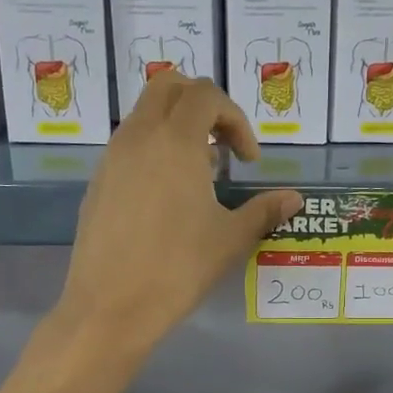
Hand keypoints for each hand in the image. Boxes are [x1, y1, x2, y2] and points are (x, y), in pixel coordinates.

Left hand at [59, 74, 300, 356]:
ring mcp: (112, 158)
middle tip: (223, 145)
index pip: (206, 95)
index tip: (248, 160)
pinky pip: (128, 145)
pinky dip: (153, 150)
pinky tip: (167, 197)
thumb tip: (294, 199)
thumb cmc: (178, 268)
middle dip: (202, 104)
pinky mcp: (98, 182)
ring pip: (145, 114)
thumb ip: (264, 210)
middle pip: (169, 86)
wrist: (111, 306)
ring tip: (199, 175)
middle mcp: (139, 137)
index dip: (236, 118)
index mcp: (175, 141)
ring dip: (176, 127)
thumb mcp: (230, 239)